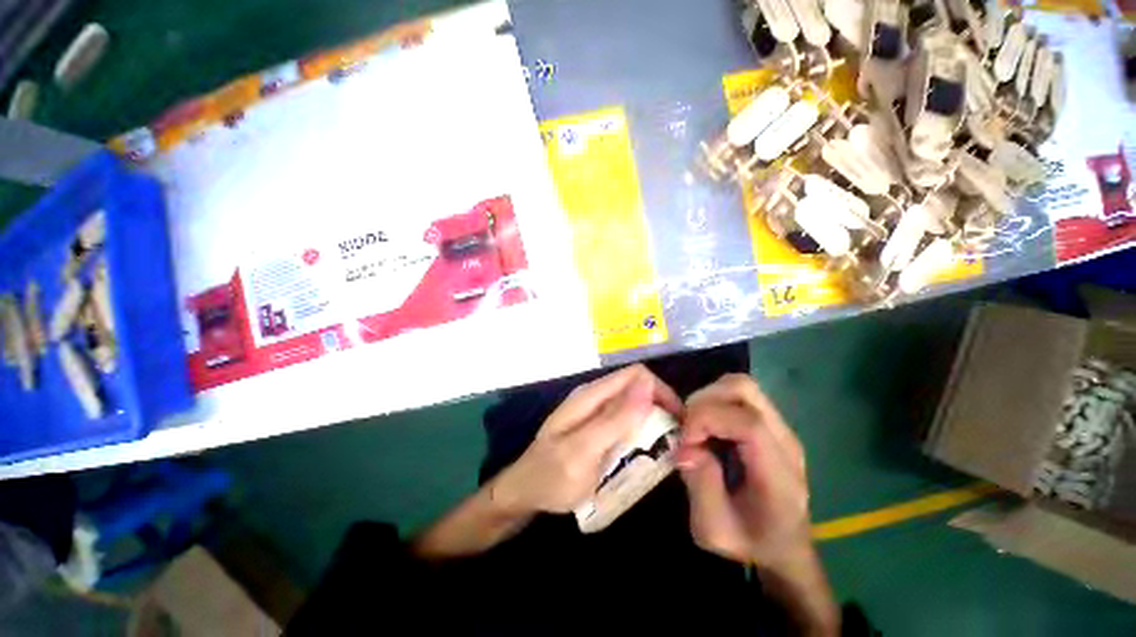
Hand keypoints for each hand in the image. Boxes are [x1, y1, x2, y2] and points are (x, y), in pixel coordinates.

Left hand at [493, 365, 681, 514]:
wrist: (525, 492)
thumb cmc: (551, 476)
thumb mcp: (582, 452)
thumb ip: (613, 420)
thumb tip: (647, 386)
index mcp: (591, 396)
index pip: (637, 375)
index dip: (661, 392)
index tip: (679, 424)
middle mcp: (595, 396)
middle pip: (637, 386)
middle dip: (660, 407)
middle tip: (676, 440)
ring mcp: (595, 410)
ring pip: (634, 402)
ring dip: (653, 419)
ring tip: (666, 447)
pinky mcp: (597, 424)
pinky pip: (626, 418)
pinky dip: (641, 429)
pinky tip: (646, 450)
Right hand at [675, 374, 809, 567]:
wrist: (782, 546)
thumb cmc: (749, 541)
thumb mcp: (714, 530)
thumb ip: (700, 487)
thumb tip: (685, 447)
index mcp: (779, 473)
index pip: (749, 423)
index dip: (708, 420)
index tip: (685, 440)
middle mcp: (785, 441)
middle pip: (745, 390)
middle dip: (705, 400)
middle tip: (688, 427)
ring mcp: (780, 428)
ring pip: (741, 385)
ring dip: (709, 397)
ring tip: (696, 425)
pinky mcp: (771, 424)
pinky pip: (740, 395)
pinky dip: (715, 401)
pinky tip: (708, 426)